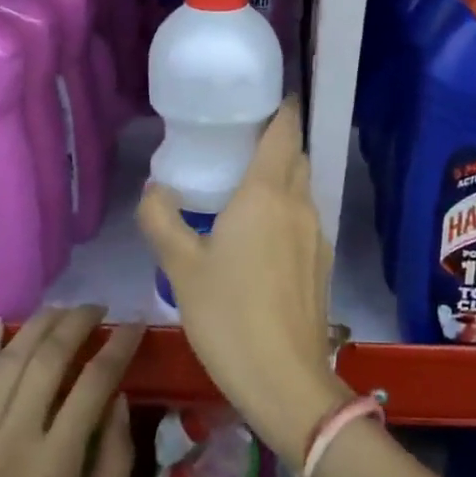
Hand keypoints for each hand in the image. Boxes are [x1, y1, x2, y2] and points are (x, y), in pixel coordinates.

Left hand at [0, 306, 141, 476]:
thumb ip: (113, 464)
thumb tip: (118, 401)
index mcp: (53, 466)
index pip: (94, 383)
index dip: (119, 346)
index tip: (135, 326)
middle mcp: (11, 440)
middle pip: (47, 358)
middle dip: (78, 323)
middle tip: (100, 310)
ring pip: (7, 361)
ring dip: (38, 326)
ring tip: (64, 311)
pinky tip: (0, 323)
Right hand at [138, 99, 349, 462]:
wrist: (285, 379)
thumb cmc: (228, 315)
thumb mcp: (181, 268)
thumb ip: (161, 220)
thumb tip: (154, 188)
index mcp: (267, 193)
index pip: (285, 130)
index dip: (281, 108)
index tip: (264, 97)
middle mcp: (299, 204)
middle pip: (297, 156)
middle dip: (277, 142)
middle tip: (240, 143)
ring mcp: (317, 234)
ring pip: (302, 189)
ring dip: (282, 179)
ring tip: (246, 190)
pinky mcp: (322, 263)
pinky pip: (304, 219)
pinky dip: (287, 211)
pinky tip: (261, 238)